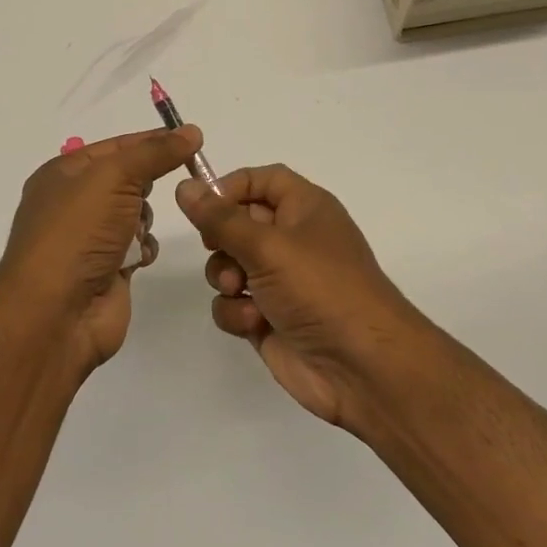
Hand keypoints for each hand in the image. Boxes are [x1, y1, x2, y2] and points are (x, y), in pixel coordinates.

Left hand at [0, 125, 203, 375]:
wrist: (56, 313)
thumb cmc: (78, 233)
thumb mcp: (114, 177)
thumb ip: (155, 153)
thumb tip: (191, 132)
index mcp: (62, 174)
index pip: (115, 146)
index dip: (150, 141)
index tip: (191, 139)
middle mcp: (72, 203)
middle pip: (126, 179)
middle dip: (146, 185)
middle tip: (164, 187)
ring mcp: (88, 239)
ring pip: (135, 213)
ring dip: (144, 220)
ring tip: (136, 232)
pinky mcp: (106, 269)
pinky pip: (137, 246)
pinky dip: (143, 249)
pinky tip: (138, 258)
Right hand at [176, 164, 429, 431]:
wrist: (362, 366)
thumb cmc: (320, 288)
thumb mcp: (268, 245)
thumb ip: (220, 218)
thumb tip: (185, 187)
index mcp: (305, 208)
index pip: (262, 180)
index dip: (230, 186)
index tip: (202, 203)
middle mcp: (293, 239)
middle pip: (239, 222)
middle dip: (221, 239)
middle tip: (217, 248)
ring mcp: (280, 281)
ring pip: (229, 265)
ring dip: (225, 277)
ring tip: (240, 290)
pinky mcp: (269, 317)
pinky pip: (234, 302)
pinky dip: (237, 312)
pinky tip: (254, 323)